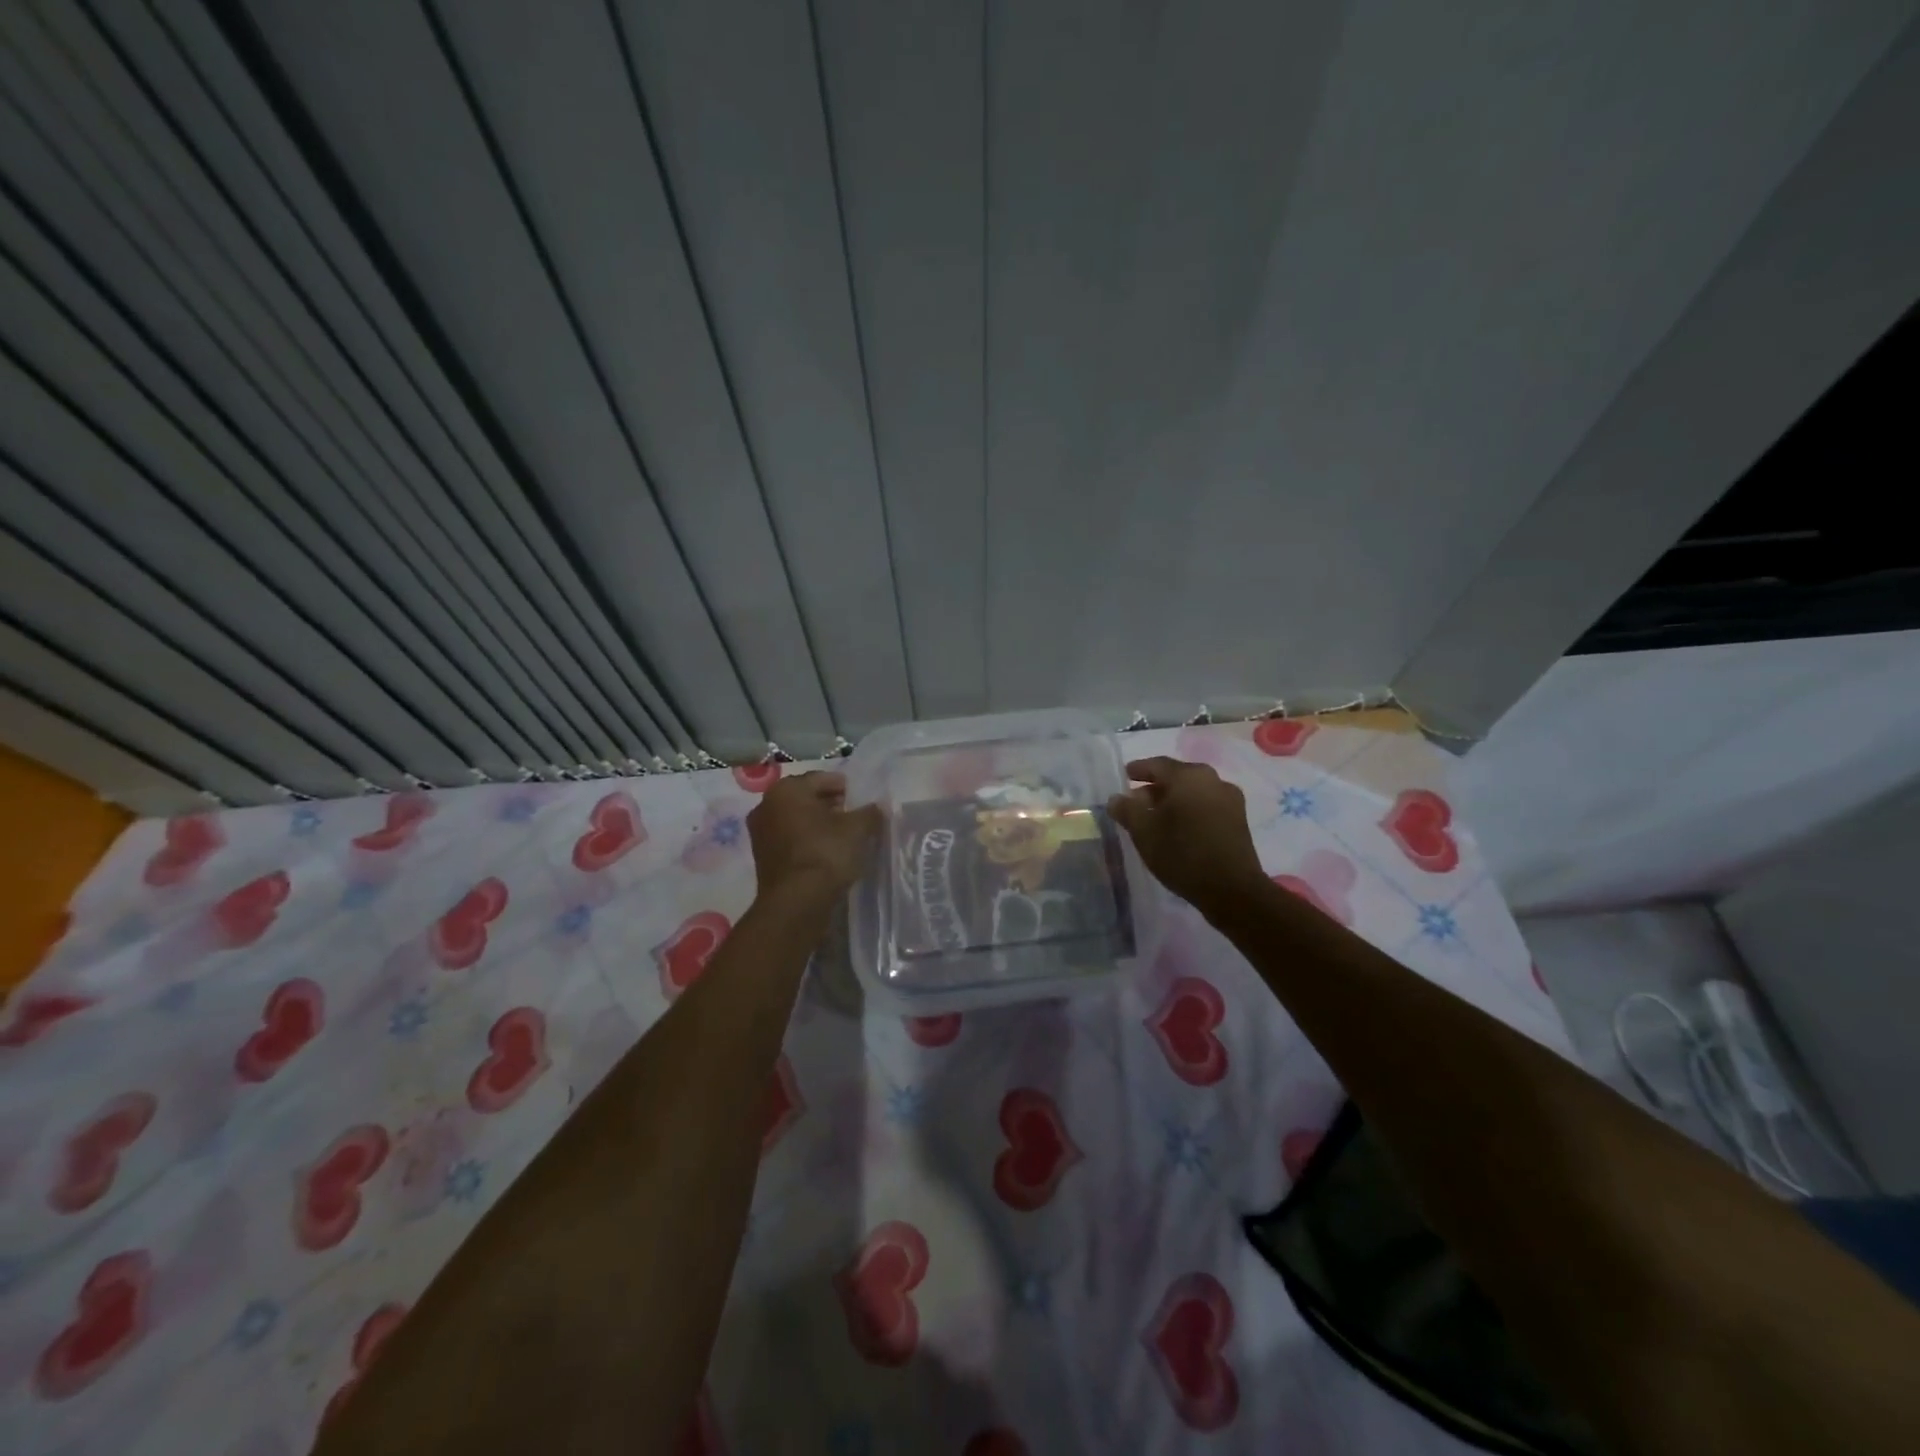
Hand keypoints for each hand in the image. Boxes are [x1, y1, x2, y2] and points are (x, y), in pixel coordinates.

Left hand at [746, 771, 882, 904]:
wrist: (796, 902)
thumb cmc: (825, 853)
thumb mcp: (857, 829)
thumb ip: (869, 813)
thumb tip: (876, 809)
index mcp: (786, 790)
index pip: (820, 778)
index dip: (843, 786)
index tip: (860, 798)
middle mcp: (766, 805)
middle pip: (805, 798)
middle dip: (829, 804)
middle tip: (853, 815)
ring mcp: (760, 833)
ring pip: (796, 820)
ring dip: (817, 824)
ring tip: (842, 836)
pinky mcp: (762, 857)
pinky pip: (789, 839)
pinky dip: (806, 841)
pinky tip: (826, 852)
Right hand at [1108, 756, 1268, 920]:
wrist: (1232, 889)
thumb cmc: (1182, 853)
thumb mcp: (1144, 832)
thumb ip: (1126, 810)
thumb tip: (1116, 799)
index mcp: (1189, 776)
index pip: (1157, 765)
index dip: (1138, 770)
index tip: (1124, 776)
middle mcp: (1213, 780)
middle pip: (1177, 778)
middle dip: (1154, 789)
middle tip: (1135, 803)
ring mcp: (1230, 800)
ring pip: (1193, 793)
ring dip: (1172, 802)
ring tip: (1155, 820)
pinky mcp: (1239, 821)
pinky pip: (1206, 807)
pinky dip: (1189, 812)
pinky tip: (1178, 830)